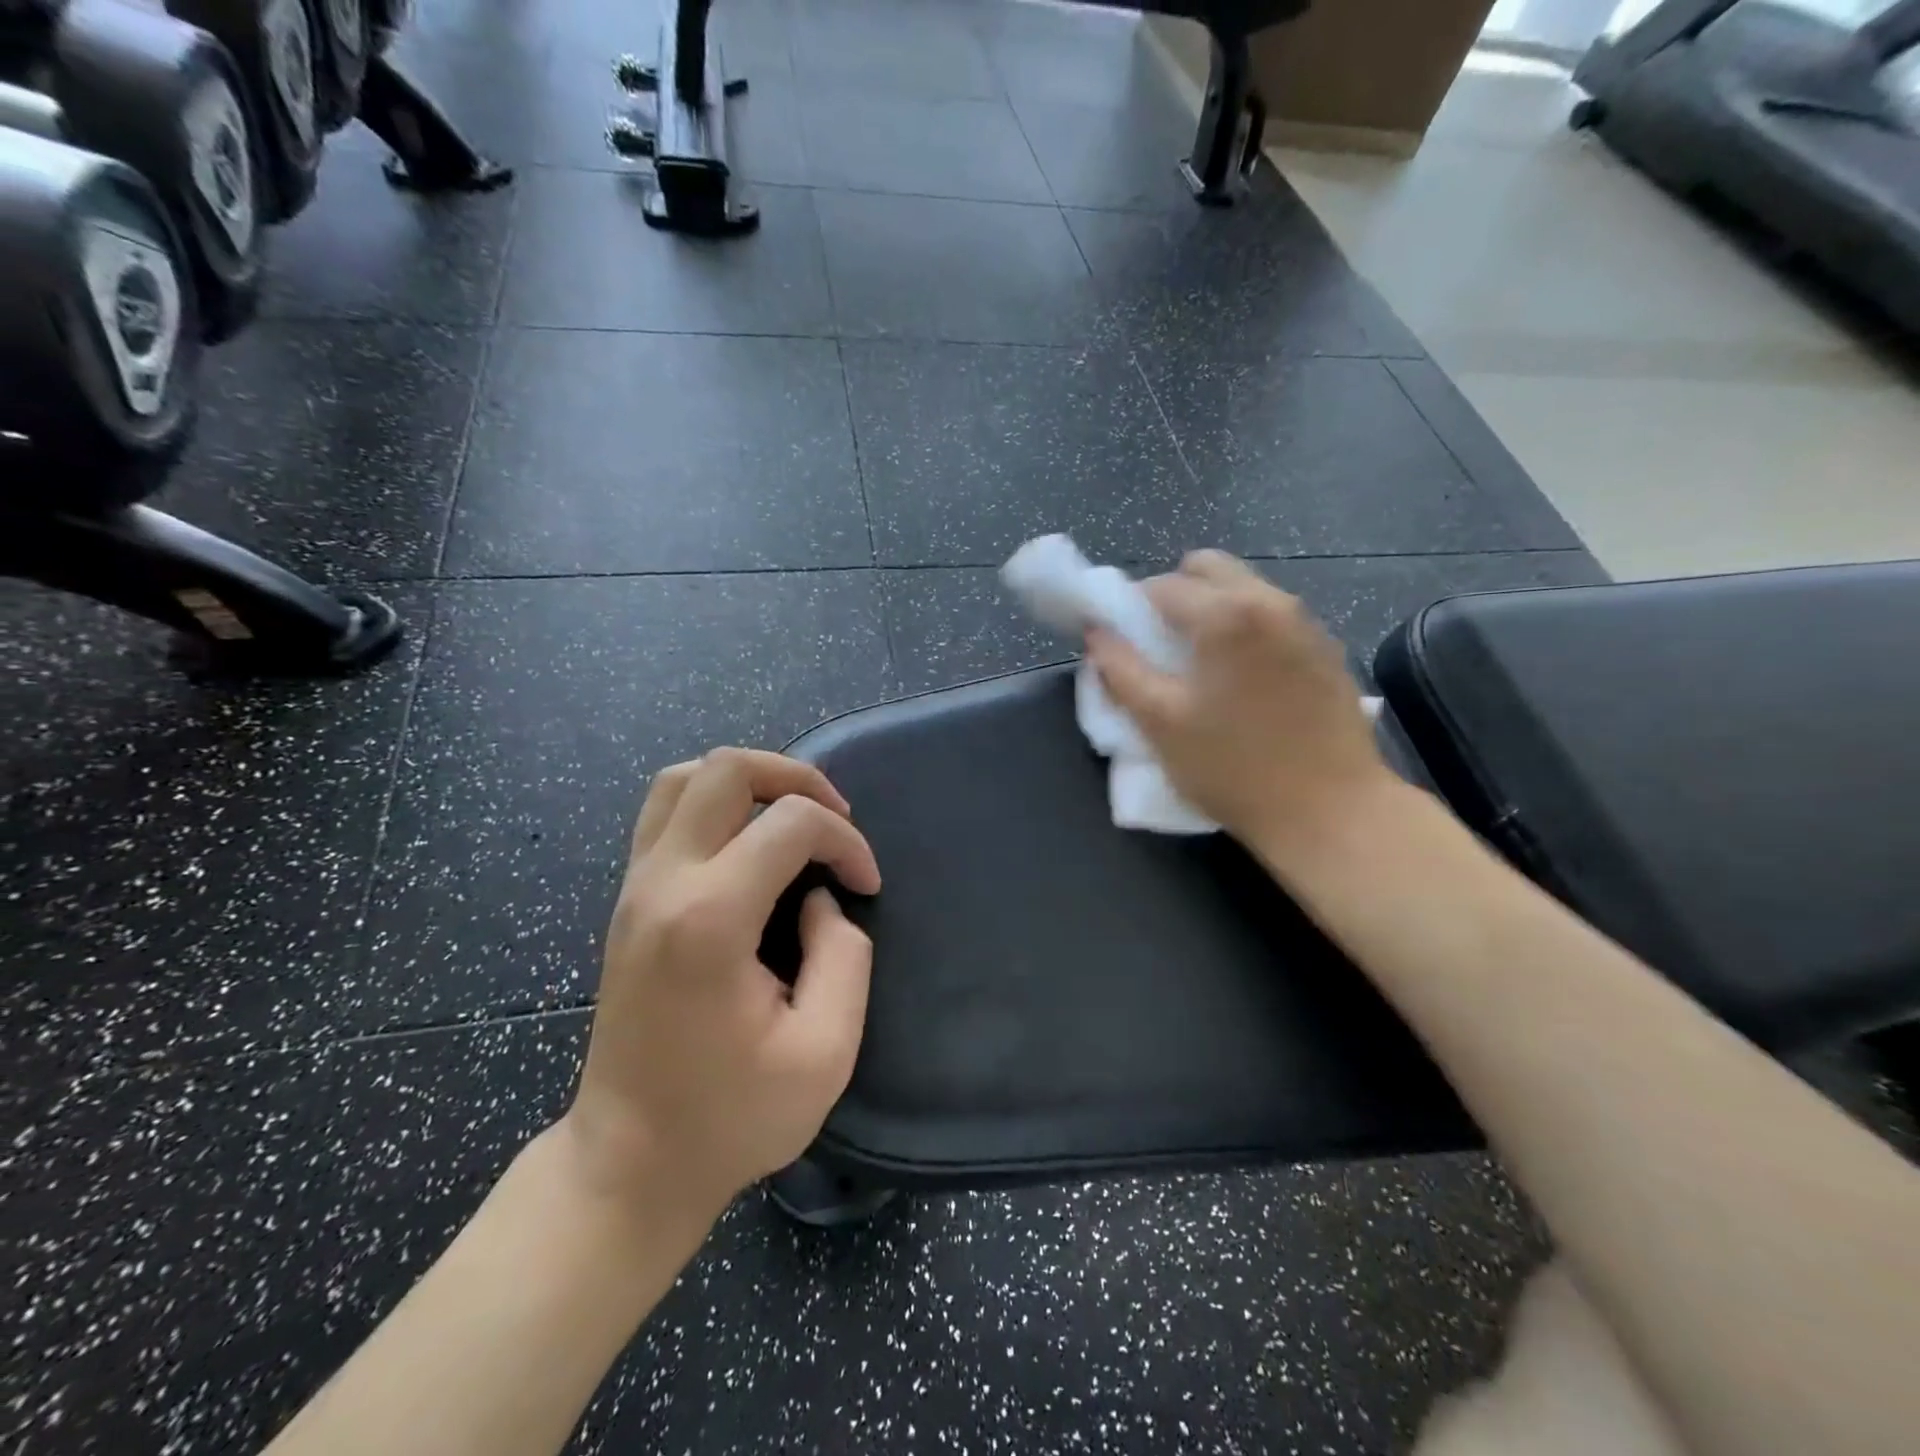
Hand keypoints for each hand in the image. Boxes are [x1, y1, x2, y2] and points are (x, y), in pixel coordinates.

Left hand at [561, 749, 881, 1220]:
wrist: (628, 1163)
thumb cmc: (731, 1117)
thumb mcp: (825, 1052)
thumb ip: (843, 956)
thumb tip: (821, 900)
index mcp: (710, 919)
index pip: (790, 823)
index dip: (846, 842)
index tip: (867, 887)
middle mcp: (663, 883)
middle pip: (725, 769)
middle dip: (796, 777)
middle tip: (835, 819)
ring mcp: (635, 887)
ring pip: (684, 777)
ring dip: (750, 781)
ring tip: (792, 818)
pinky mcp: (627, 900)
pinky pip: (666, 811)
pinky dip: (716, 802)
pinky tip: (749, 842)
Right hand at [1086, 550, 1394, 862]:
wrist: (1331, 811)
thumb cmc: (1232, 768)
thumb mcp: (1160, 722)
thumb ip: (1120, 669)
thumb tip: (1097, 633)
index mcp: (1225, 614)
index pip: (1160, 585)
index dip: (1129, 609)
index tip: (1122, 643)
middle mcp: (1270, 601)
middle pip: (1208, 568)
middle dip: (1174, 594)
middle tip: (1160, 646)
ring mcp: (1305, 622)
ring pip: (1244, 588)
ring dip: (1212, 610)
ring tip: (1201, 666)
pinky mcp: (1326, 649)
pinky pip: (1272, 616)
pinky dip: (1245, 629)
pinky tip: (1242, 681)